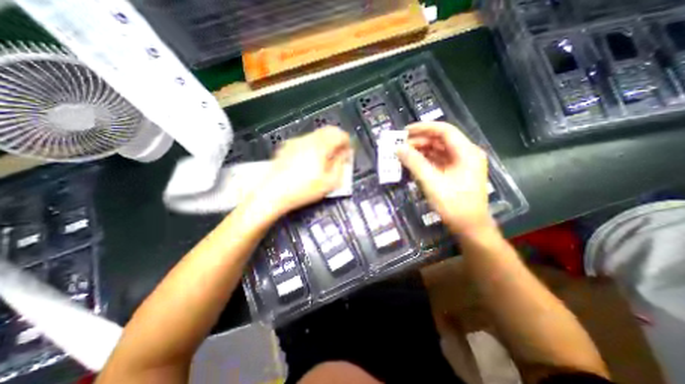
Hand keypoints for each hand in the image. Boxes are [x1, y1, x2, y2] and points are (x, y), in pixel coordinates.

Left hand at [259, 126, 350, 214]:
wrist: (273, 193)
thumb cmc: (303, 189)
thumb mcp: (329, 182)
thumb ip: (341, 165)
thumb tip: (345, 155)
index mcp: (320, 146)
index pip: (339, 134)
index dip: (347, 142)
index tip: (348, 151)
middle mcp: (307, 139)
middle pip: (328, 131)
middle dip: (337, 140)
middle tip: (339, 154)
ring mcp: (295, 142)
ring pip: (316, 135)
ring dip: (325, 143)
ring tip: (325, 159)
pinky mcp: (287, 147)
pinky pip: (305, 141)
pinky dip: (313, 146)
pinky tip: (310, 161)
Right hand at [397, 121, 492, 235]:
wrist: (469, 227)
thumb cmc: (453, 204)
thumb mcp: (432, 182)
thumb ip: (415, 163)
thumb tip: (399, 148)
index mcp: (466, 152)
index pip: (444, 130)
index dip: (424, 128)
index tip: (405, 131)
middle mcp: (466, 154)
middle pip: (440, 140)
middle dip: (420, 141)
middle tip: (401, 146)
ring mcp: (461, 164)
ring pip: (438, 151)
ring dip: (421, 151)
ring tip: (404, 155)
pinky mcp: (455, 173)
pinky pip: (438, 161)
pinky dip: (425, 161)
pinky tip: (413, 164)